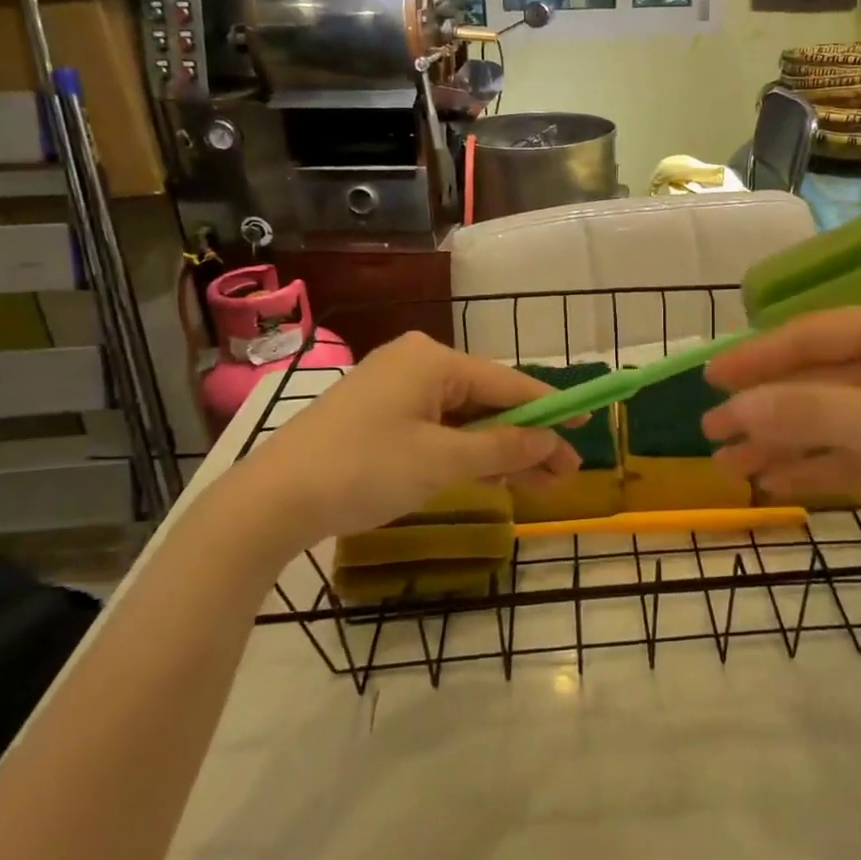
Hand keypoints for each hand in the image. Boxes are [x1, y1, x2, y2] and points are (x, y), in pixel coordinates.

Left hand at [210, 333, 578, 568]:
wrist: (272, 499)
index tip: (588, 424)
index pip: (510, 382)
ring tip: (540, 485)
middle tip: (564, 474)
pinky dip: (465, 451)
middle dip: (528, 438)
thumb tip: (553, 442)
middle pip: (489, 400)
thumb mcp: (442, 461)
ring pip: (464, 417)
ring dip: (500, 450)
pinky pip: (437, 426)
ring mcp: (394, 387)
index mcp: (434, 360)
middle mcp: (417, 362)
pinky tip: (493, 475)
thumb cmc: (365, 470)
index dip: (553, 407)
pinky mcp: (378, 413)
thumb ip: (504, 448)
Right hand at [703, 302, 860, 581]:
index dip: (757, 358)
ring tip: (734, 469)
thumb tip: (736, 407)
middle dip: (768, 409)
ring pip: (840, 417)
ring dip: (789, 442)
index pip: (814, 335)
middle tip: (712, 435)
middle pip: (823, 378)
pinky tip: (784, 483)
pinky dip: (827, 464)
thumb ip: (814, 412)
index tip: (709, 382)